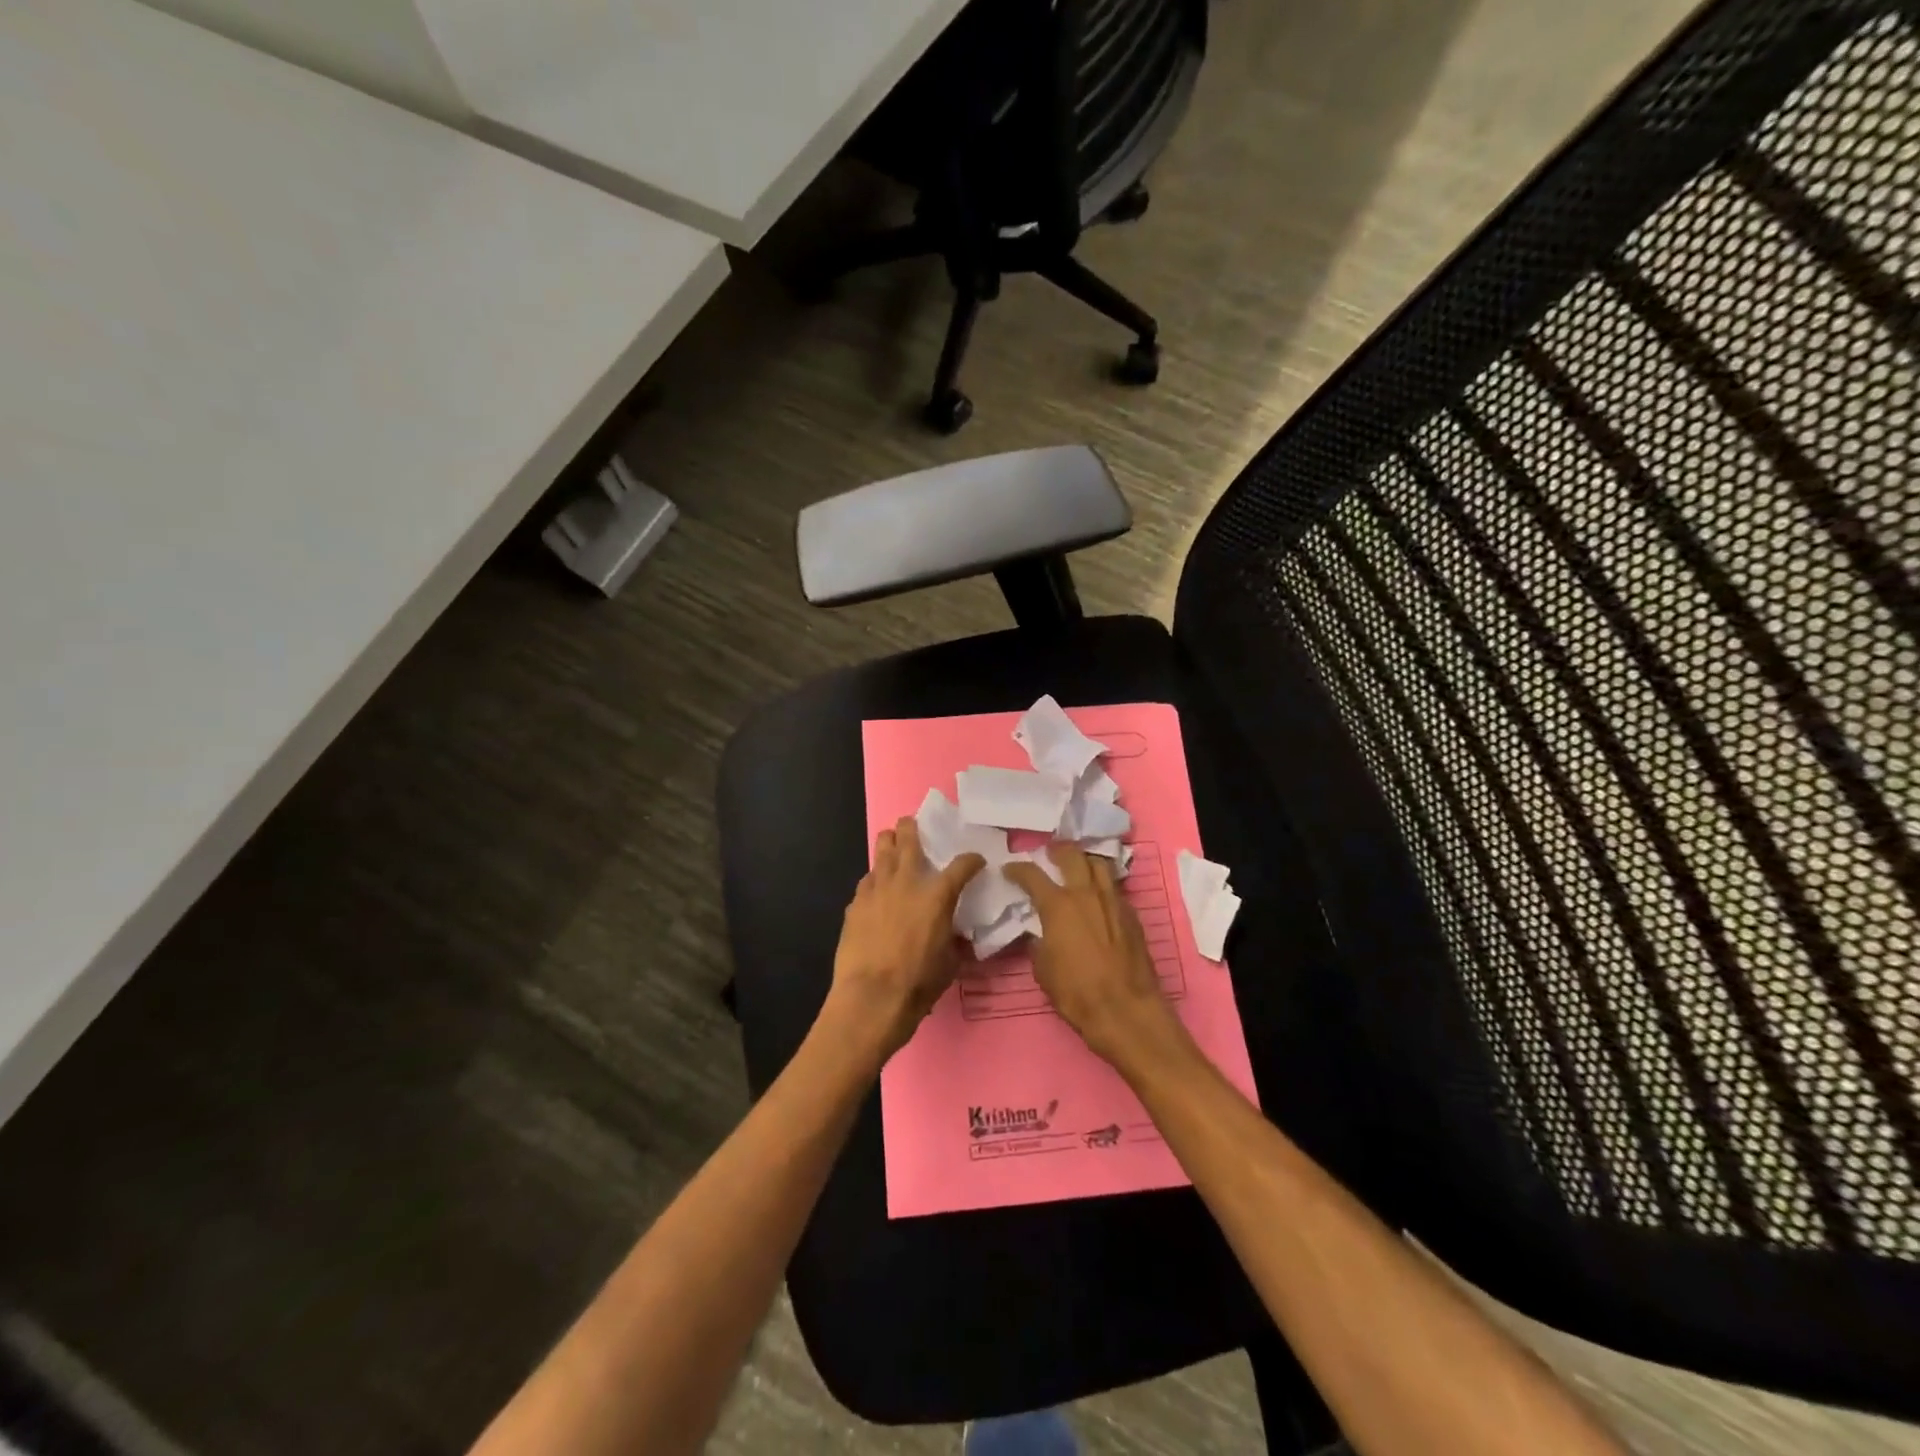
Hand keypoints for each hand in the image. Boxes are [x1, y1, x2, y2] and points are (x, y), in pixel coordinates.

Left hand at [826, 817, 983, 1061]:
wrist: (871, 997)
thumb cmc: (918, 982)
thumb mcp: (950, 964)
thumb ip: (955, 943)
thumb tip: (958, 938)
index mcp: (938, 895)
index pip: (962, 866)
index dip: (972, 860)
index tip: (976, 861)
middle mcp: (907, 882)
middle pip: (909, 841)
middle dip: (912, 828)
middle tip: (911, 823)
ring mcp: (877, 889)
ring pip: (882, 851)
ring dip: (888, 844)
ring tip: (891, 840)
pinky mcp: (855, 903)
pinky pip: (866, 880)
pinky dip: (874, 878)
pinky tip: (875, 886)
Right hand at [1004, 843, 1184, 1067]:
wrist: (1125, 1010)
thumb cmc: (1077, 993)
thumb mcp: (1043, 970)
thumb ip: (1039, 943)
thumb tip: (1040, 934)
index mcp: (1058, 906)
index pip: (1032, 875)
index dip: (1018, 869)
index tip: (1010, 869)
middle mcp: (1086, 894)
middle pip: (1072, 855)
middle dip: (1057, 850)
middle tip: (1050, 854)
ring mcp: (1113, 900)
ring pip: (1099, 864)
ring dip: (1085, 861)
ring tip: (1077, 867)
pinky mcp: (1132, 914)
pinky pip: (1114, 887)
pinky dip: (1102, 884)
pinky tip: (1098, 896)